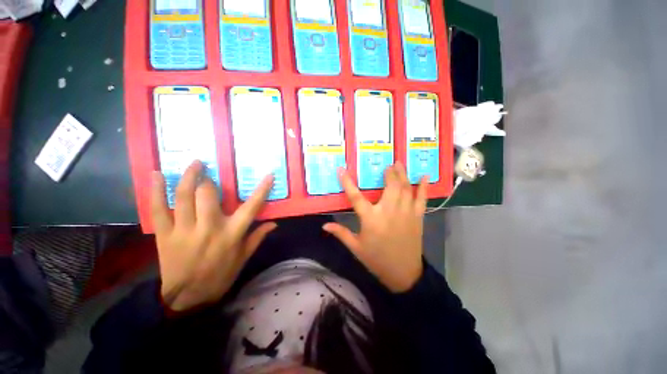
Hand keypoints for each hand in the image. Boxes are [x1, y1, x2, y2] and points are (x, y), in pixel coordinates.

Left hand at [151, 161, 275, 311]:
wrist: (186, 298)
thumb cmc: (220, 276)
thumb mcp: (243, 258)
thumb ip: (257, 237)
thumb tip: (274, 223)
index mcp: (232, 234)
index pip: (251, 207)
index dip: (262, 189)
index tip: (269, 175)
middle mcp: (209, 228)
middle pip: (209, 195)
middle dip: (210, 180)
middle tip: (211, 171)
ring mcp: (184, 230)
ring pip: (184, 197)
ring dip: (189, 176)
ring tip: (194, 164)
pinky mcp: (164, 235)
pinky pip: (158, 209)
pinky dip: (156, 191)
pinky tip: (157, 175)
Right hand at [323, 163, 428, 292]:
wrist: (403, 273)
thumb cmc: (376, 259)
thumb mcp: (356, 247)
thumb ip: (341, 233)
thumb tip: (324, 225)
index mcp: (371, 219)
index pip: (356, 197)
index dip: (347, 182)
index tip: (342, 169)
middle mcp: (388, 212)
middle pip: (390, 186)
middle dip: (389, 172)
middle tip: (388, 163)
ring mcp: (405, 213)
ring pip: (405, 188)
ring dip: (402, 174)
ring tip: (400, 163)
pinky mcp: (417, 217)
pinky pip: (421, 199)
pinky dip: (423, 187)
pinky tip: (424, 177)